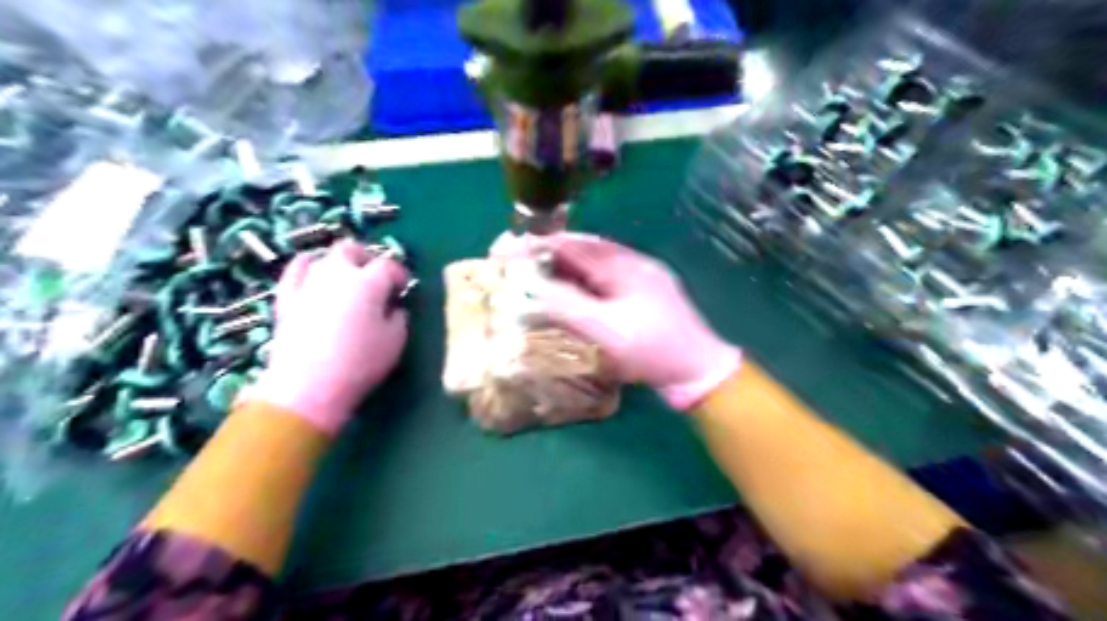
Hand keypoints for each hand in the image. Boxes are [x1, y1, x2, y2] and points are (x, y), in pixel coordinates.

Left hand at [249, 241, 409, 434]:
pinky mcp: (286, 297)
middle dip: (366, 257)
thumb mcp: (395, 341)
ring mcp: (308, 282)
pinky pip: (295, 270)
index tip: (403, 287)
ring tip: (347, 278)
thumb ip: (398, 317)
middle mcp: (338, 274)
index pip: (388, 265)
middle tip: (375, 275)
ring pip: (323, 256)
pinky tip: (312, 272)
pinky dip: (307, 266)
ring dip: (339, 263)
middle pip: (351, 249)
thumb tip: (392, 307)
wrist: (308, 386)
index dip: (399, 274)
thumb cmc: (360, 364)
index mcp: (369, 283)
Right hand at [506, 232, 738, 412]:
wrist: (697, 370)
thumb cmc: (651, 349)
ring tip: (540, 277)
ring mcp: (642, 278)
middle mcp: (633, 263)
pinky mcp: (645, 295)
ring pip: (596, 266)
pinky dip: (584, 283)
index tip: (512, 248)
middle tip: (522, 263)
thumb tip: (530, 287)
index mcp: (623, 265)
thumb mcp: (604, 329)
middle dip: (552, 254)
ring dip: (568, 268)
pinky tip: (573, 294)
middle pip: (585, 250)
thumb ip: (566, 305)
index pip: (574, 245)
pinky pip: (607, 281)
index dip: (541, 244)